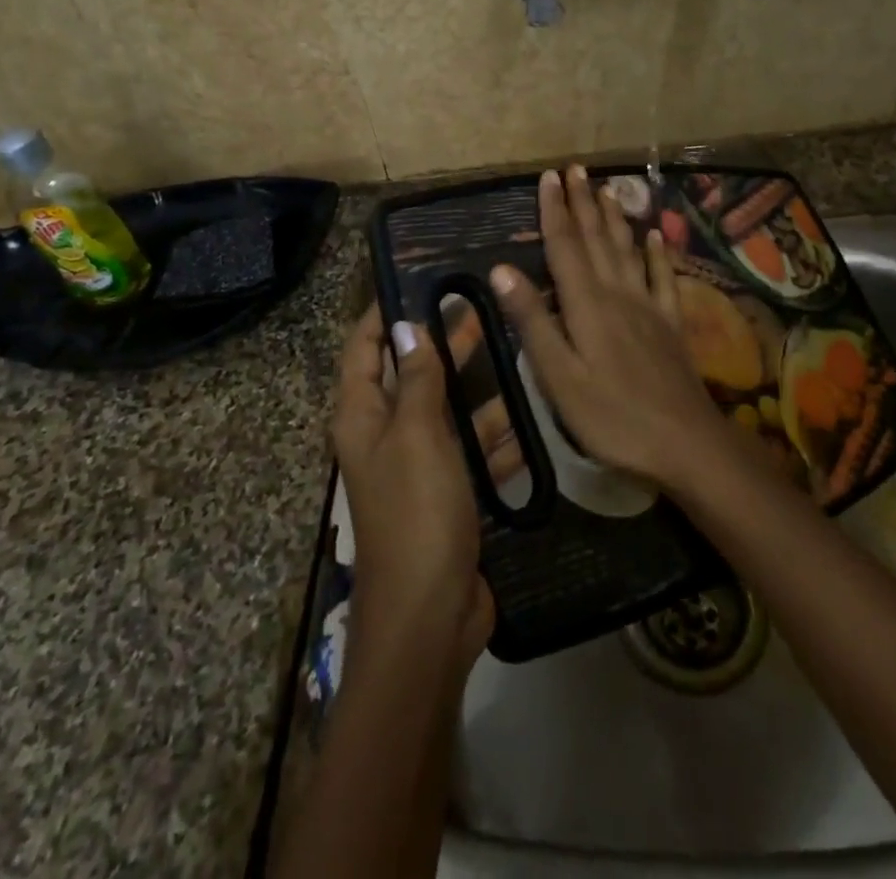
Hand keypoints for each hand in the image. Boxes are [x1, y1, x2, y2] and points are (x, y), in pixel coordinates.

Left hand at [330, 306, 493, 679]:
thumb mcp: (417, 436)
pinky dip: (497, 432)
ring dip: (475, 385)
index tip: (417, 279)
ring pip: (447, 410)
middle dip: (439, 340)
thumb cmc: (416, 513)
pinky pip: (474, 448)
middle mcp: (386, 435)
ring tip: (515, 346)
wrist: (429, 616)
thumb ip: (416, 380)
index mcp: (363, 417)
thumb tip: (407, 326)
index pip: (363, 350)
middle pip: (410, 373)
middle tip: (477, 302)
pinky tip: (532, 410)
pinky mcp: (451, 491)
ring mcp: (420, 465)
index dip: (383, 315)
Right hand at [488, 165, 730, 490]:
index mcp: (586, 304)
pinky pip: (663, 278)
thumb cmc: (611, 415)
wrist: (684, 442)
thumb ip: (532, 321)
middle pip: (596, 239)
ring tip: (607, 189)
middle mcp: (618, 294)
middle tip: (575, 168)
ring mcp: (648, 306)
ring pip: (627, 250)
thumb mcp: (559, 376)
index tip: (548, 177)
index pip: (564, 247)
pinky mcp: (671, 324)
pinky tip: (655, 236)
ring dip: (614, 218)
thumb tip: (501, 270)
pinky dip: (657, 253)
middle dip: (583, 202)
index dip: (554, 211)